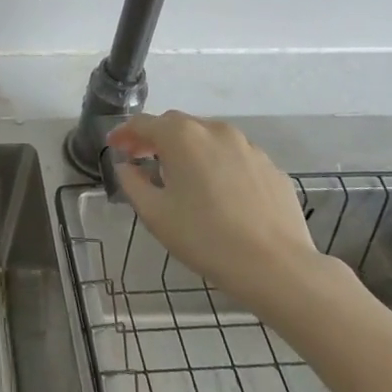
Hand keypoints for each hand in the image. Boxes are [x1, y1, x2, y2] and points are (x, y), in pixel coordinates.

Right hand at [107, 112, 332, 321]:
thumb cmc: (206, 238)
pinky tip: (218, 192)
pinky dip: (218, 165)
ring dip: (189, 150)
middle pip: (176, 125)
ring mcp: (248, 147)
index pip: (143, 123)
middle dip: (155, 138)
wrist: (278, 267)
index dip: (125, 133)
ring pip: (208, 139)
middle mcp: (215, 130)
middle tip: (141, 159)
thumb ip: (133, 183)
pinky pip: (235, 158)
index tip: (114, 146)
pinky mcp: (271, 168)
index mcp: (182, 136)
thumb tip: (127, 166)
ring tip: (181, 176)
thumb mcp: (155, 214)